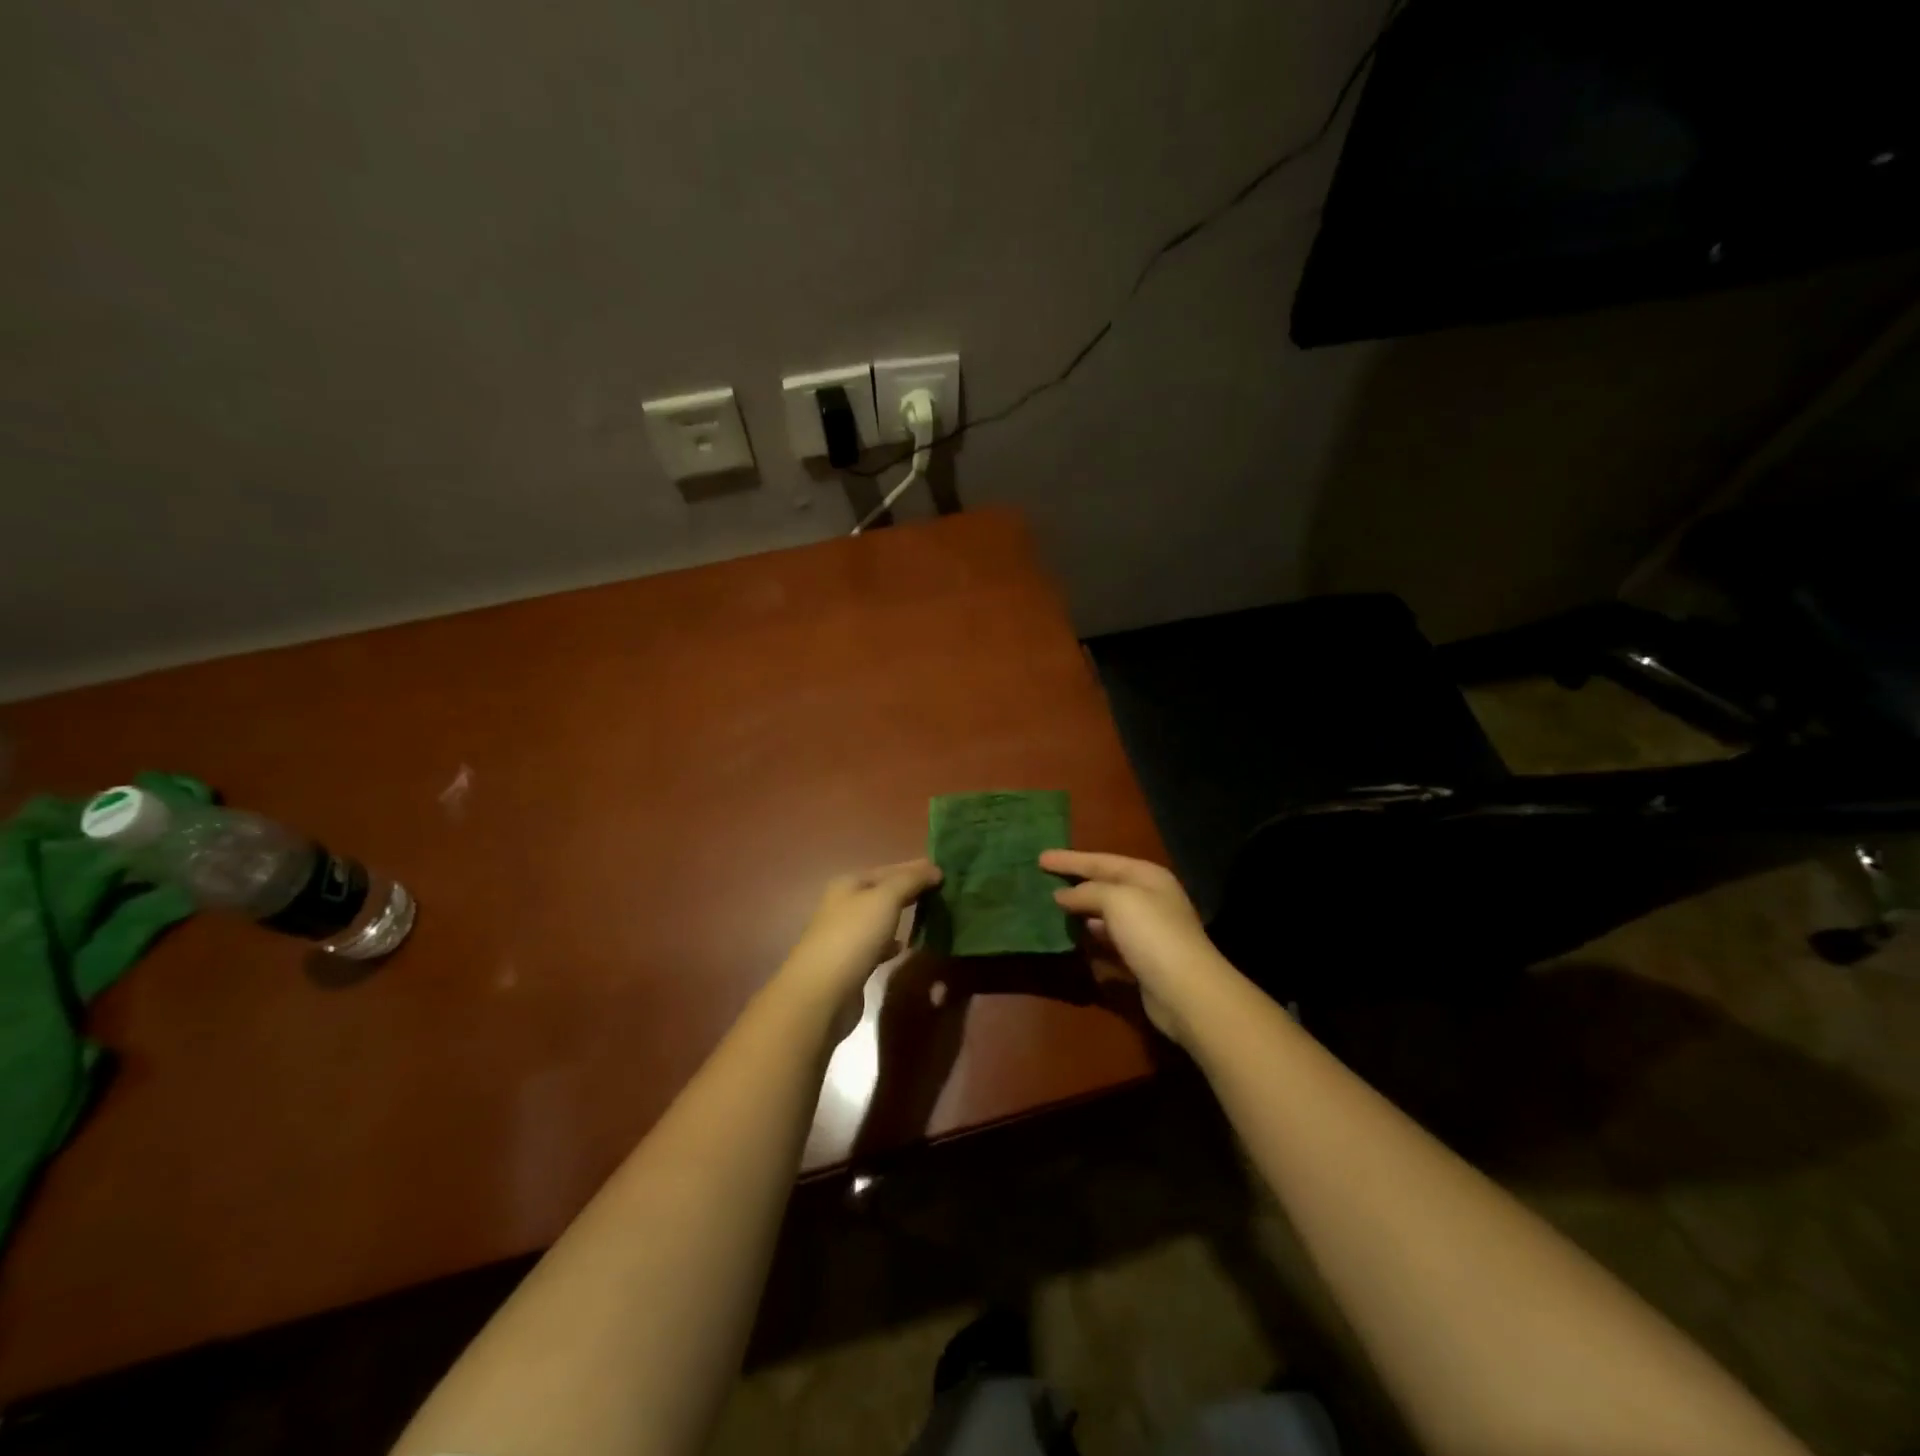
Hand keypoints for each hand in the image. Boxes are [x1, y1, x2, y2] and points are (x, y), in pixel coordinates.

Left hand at [781, 860, 942, 1004]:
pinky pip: (878, 944)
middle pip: (883, 893)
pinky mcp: (851, 963)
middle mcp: (844, 906)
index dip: (915, 868)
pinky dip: (892, 943)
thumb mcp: (885, 898)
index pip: (888, 870)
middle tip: (942, 892)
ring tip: (929, 916)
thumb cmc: (854, 936)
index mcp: (848, 884)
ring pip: (881, 919)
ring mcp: (846, 935)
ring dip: (902, 916)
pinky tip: (905, 946)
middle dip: (910, 891)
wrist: (823, 992)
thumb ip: (910, 880)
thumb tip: (935, 870)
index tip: (944, 871)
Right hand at [1041, 849, 1234, 1044]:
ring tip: (1053, 910)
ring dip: (1082, 913)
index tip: (1040, 858)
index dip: (1070, 860)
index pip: (1101, 861)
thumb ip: (1087, 892)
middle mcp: (1150, 900)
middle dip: (1076, 884)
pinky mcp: (1143, 962)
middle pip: (1105, 886)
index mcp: (1147, 877)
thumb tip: (1062, 895)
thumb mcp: (1117, 900)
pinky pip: (1110, 945)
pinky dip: (1093, 942)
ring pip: (1107, 916)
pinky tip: (1074, 942)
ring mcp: (1148, 933)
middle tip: (1043, 881)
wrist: (1186, 991)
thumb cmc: (1151, 934)